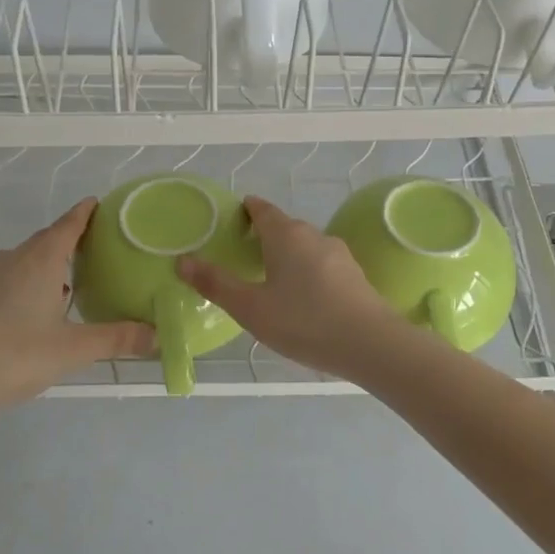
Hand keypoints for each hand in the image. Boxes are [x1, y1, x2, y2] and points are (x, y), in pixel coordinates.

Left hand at [0, 199, 154, 418]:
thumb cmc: (16, 355)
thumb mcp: (75, 349)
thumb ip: (118, 339)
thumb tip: (158, 336)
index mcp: (40, 260)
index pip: (68, 224)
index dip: (85, 213)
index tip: (99, 203)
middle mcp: (14, 259)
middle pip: (47, 239)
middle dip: (71, 237)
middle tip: (99, 245)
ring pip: (27, 258)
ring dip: (50, 261)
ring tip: (74, 278)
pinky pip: (12, 275)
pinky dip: (32, 279)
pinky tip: (42, 306)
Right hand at [178, 196, 411, 380]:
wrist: (371, 344)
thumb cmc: (304, 322)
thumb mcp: (251, 308)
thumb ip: (216, 284)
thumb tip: (182, 261)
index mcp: (286, 235)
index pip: (263, 209)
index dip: (247, 209)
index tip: (234, 217)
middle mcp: (314, 235)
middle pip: (285, 227)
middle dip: (265, 235)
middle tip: (244, 254)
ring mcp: (339, 255)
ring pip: (305, 246)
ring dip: (287, 255)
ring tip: (271, 279)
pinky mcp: (355, 276)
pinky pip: (322, 265)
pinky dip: (307, 272)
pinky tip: (303, 298)